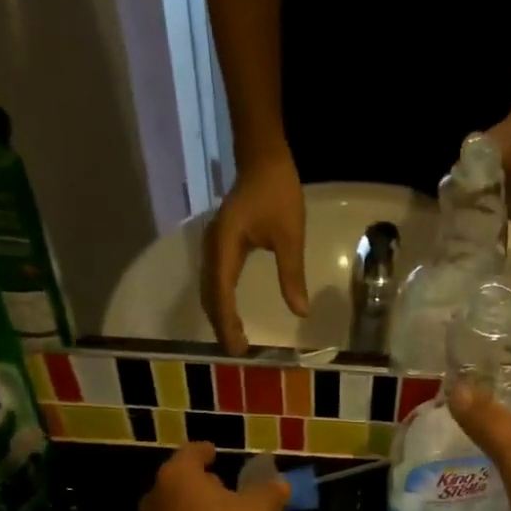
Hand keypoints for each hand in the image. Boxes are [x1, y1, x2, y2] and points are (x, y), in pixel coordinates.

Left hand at [141, 442, 290, 510]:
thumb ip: (268, 493)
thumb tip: (280, 483)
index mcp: (179, 475)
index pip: (192, 453)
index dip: (206, 451)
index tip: (216, 452)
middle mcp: (157, 496)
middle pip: (182, 482)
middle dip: (203, 485)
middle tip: (226, 489)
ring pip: (178, 510)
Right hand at [200, 149, 308, 354]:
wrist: (262, 157)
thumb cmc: (278, 193)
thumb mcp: (290, 236)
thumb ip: (292, 275)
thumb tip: (300, 312)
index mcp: (225, 246)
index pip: (222, 293)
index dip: (228, 323)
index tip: (238, 347)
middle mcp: (212, 248)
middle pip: (210, 296)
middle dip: (221, 325)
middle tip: (237, 352)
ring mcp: (212, 247)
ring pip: (209, 290)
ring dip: (219, 316)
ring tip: (234, 340)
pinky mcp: (218, 246)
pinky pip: (215, 281)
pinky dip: (220, 303)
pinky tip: (231, 316)